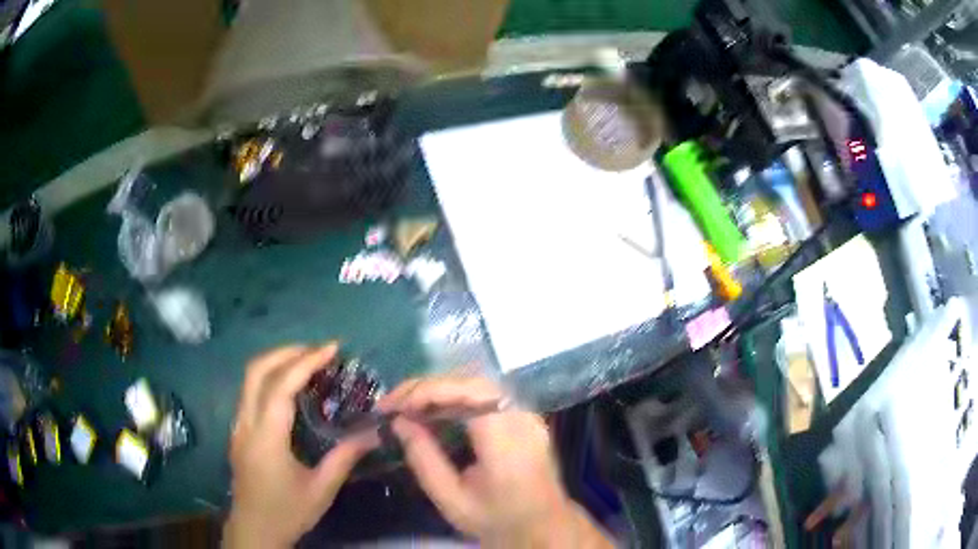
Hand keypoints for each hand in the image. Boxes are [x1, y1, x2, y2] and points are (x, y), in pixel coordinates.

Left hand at [224, 344, 376, 548]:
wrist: (254, 530)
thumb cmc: (287, 512)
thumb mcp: (321, 490)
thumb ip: (344, 458)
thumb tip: (373, 434)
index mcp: (266, 438)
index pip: (281, 386)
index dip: (306, 362)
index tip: (332, 348)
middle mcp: (246, 424)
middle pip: (257, 371)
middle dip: (287, 352)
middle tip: (318, 350)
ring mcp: (238, 426)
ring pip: (250, 379)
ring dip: (276, 362)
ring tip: (307, 362)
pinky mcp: (238, 432)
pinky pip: (250, 393)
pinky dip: (270, 379)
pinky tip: (289, 389)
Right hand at [381, 377, 612, 547]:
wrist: (543, 527)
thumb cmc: (497, 520)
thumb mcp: (452, 500)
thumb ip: (424, 459)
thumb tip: (399, 421)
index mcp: (507, 442)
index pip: (469, 394)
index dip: (427, 391)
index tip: (392, 406)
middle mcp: (522, 419)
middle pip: (471, 383)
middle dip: (426, 388)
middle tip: (392, 404)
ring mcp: (527, 414)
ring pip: (477, 384)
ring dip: (438, 391)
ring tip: (406, 406)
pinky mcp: (524, 416)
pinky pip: (486, 395)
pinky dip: (454, 398)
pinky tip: (433, 411)